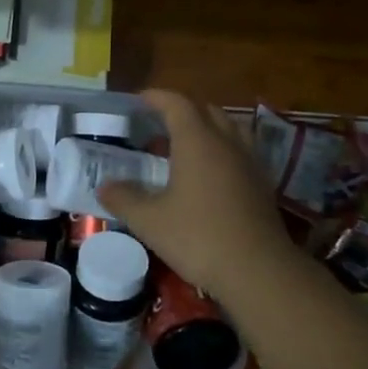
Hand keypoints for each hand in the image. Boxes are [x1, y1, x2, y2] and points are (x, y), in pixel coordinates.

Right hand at [100, 89, 295, 297]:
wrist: (258, 271)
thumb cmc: (198, 237)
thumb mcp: (149, 220)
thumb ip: (123, 199)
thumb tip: (105, 187)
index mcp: (198, 141)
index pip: (177, 104)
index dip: (157, 97)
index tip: (139, 99)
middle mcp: (227, 143)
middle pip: (206, 111)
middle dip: (182, 111)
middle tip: (158, 126)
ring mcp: (249, 163)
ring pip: (228, 130)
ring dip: (205, 130)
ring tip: (183, 148)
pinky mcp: (262, 186)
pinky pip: (239, 153)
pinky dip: (220, 152)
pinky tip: (206, 177)